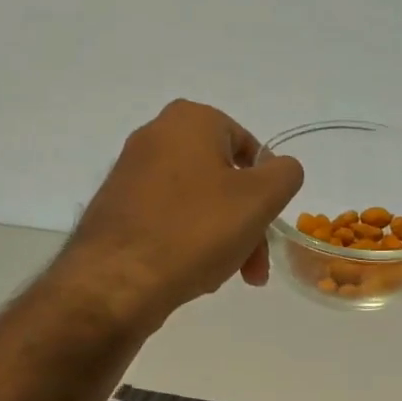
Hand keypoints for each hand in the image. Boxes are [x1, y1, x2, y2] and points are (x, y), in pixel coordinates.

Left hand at [63, 101, 303, 326]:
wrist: (117, 280)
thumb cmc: (196, 230)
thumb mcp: (260, 199)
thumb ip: (285, 174)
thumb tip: (280, 168)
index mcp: (190, 120)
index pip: (248, 146)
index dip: (267, 187)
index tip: (269, 225)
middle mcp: (155, 136)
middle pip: (223, 179)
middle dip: (246, 223)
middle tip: (254, 267)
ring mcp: (131, 173)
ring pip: (198, 203)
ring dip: (222, 237)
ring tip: (226, 275)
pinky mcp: (117, 207)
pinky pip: (168, 219)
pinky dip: (189, 242)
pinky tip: (194, 273)